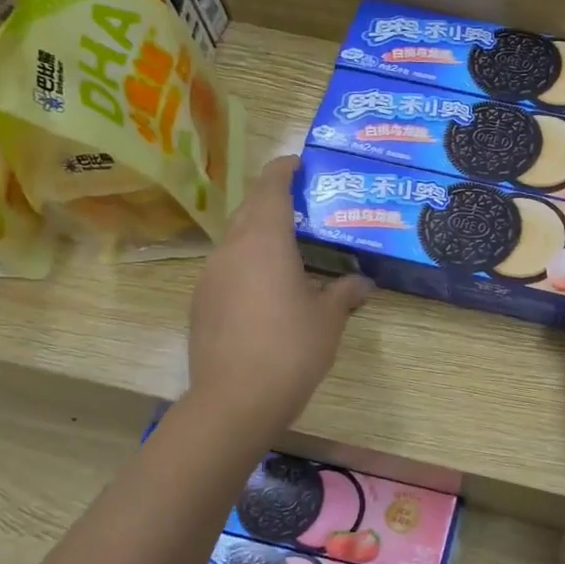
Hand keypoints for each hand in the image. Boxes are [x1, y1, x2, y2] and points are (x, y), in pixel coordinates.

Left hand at [186, 155, 370, 429]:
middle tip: (304, 204)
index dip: (284, 169)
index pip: (271, 187)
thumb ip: (345, 293)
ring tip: (290, 247)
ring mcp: (210, 275)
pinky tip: (267, 289)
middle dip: (273, 199)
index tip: (300, 163)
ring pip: (236, 239)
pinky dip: (248, 264)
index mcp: (265, 241)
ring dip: (259, 233)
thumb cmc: (291, 349)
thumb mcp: (329, 319)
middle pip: (250, 209)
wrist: (235, 400)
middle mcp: (232, 249)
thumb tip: (364, 283)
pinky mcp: (201, 302)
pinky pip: (227, 268)